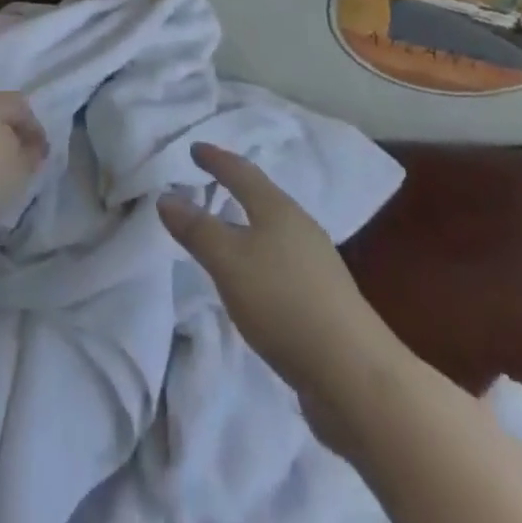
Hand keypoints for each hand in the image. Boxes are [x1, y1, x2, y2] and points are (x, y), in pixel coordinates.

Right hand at [159, 143, 386, 403]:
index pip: (241, 172)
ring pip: (273, 231)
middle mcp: (300, 227)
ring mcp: (316, 264)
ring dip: (248, 225)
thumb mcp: (229, 263)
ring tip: (226, 230)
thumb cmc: (284, 303)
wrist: (355, 374)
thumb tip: (166, 195)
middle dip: (235, 187)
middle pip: (262, 197)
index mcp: (278, 209)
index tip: (194, 148)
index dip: (216, 159)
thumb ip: (197, 229)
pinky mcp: (322, 299)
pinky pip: (281, 262)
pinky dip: (259, 258)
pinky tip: (254, 280)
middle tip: (209, 182)